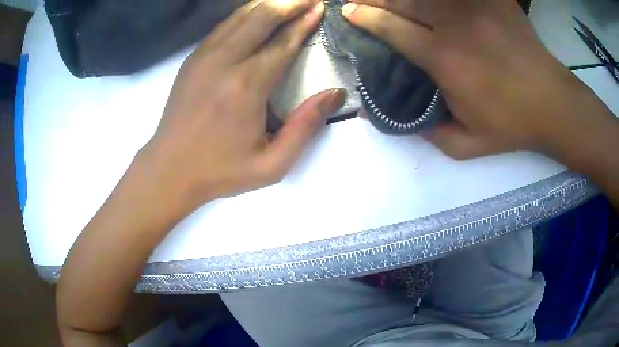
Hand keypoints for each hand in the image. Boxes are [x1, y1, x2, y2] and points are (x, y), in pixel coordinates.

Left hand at [141, 0, 344, 212]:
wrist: (169, 169)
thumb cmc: (220, 171)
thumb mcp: (272, 165)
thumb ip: (305, 127)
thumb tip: (335, 94)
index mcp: (247, 86)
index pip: (283, 42)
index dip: (305, 22)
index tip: (320, 7)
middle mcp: (224, 61)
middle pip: (262, 16)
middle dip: (289, 2)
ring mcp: (204, 56)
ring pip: (241, 15)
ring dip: (268, 3)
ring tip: (288, 0)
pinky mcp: (193, 58)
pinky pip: (224, 25)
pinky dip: (245, 13)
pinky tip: (257, 11)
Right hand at [342, 0, 601, 158]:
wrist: (553, 104)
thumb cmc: (513, 125)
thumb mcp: (468, 145)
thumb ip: (429, 134)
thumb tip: (399, 120)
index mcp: (445, 60)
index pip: (393, 28)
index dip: (367, 18)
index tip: (350, 12)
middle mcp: (455, 27)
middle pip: (403, 1)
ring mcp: (476, 9)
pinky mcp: (495, 2)